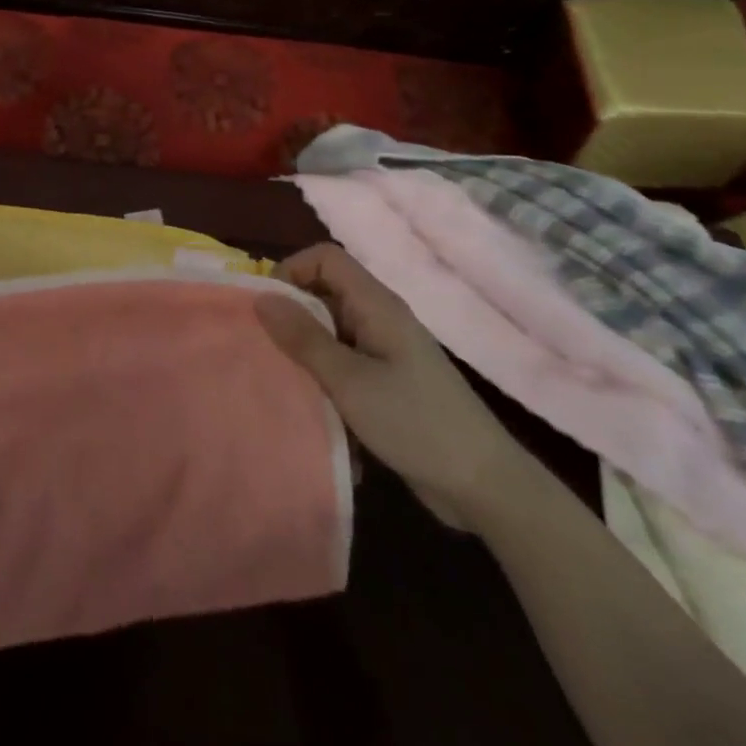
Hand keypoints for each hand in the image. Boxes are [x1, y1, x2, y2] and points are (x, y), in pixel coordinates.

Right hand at [257, 243, 537, 531]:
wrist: (484, 487)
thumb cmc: (415, 422)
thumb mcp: (349, 380)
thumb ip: (303, 338)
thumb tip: (261, 298)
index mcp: (376, 305)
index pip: (325, 258)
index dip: (291, 270)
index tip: (267, 308)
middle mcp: (379, 319)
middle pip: (323, 295)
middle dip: (291, 318)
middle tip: (264, 349)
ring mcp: (384, 353)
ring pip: (330, 334)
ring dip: (305, 356)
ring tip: (282, 384)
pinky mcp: (386, 385)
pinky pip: (343, 367)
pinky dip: (326, 384)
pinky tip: (317, 416)